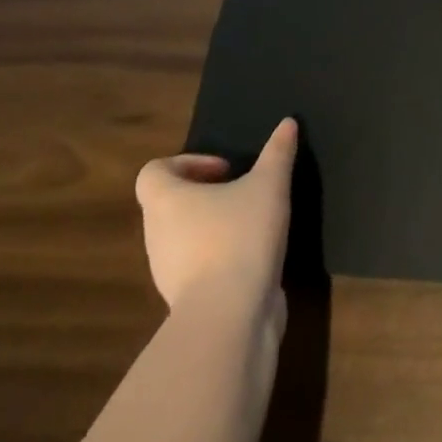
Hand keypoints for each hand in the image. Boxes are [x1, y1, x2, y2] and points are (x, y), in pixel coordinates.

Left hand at [135, 118, 296, 318]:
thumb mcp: (269, 185)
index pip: (154, 172)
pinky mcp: (186, 301)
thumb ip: (278, 152)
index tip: (224, 169)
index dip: (186, 163)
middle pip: (169, 204)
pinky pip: (196, 268)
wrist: (230, 319)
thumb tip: (288, 122)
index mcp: (166, 201)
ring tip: (251, 223)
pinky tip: (252, 256)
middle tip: (241, 192)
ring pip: (183, 238)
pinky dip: (218, 258)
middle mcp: (157, 235)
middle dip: (205, 194)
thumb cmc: (240, 237)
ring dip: (212, 226)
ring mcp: (167, 273)